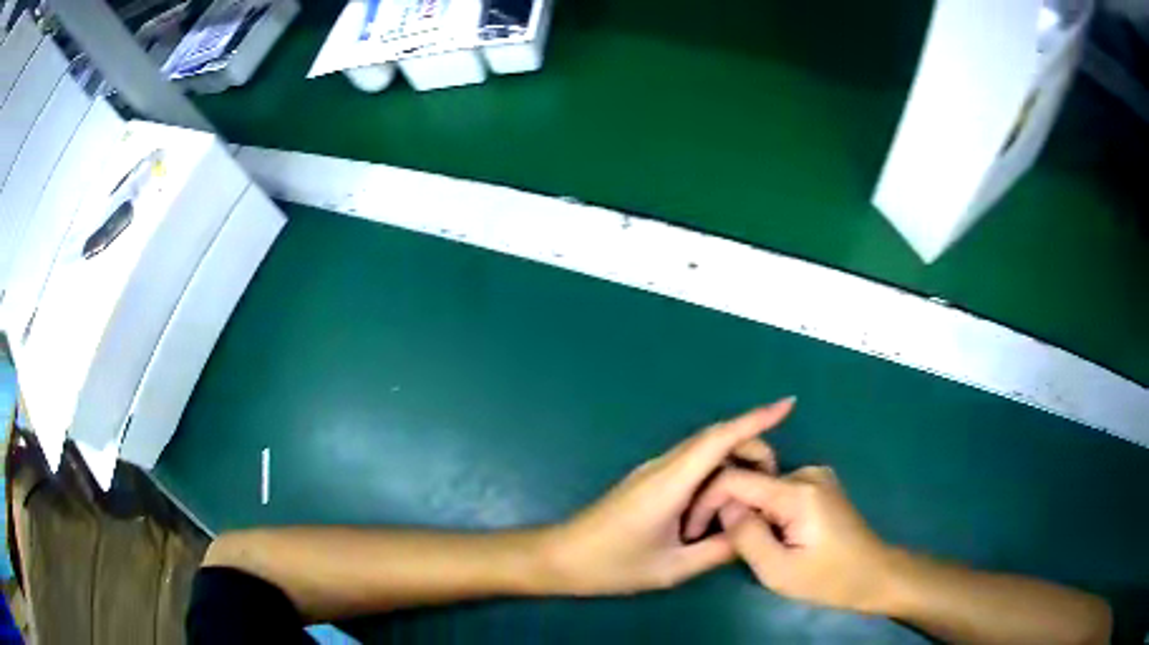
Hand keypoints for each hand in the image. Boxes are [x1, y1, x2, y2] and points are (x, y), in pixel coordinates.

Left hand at [541, 399, 794, 595]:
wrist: (560, 558)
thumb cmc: (612, 566)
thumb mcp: (672, 568)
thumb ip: (718, 551)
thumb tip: (752, 531)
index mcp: (669, 483)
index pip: (719, 439)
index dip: (755, 420)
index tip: (785, 404)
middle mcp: (662, 467)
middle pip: (715, 440)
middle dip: (752, 446)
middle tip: (775, 480)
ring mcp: (652, 471)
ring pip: (703, 451)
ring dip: (733, 460)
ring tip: (756, 489)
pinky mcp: (648, 481)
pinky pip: (690, 464)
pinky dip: (715, 470)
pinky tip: (724, 495)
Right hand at [687, 465, 895, 613]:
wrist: (874, 575)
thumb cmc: (828, 579)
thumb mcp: (778, 571)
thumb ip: (746, 536)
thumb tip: (723, 507)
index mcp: (797, 492)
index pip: (735, 479)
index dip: (706, 501)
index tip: (690, 530)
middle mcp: (806, 473)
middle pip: (749, 481)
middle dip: (726, 509)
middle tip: (712, 542)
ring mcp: (815, 477)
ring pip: (762, 488)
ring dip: (746, 512)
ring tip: (739, 543)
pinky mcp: (819, 487)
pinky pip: (778, 492)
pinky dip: (764, 511)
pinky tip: (765, 535)